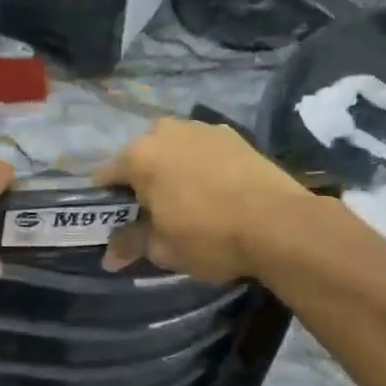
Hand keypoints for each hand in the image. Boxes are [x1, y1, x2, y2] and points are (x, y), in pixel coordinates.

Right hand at [96, 120, 311, 282]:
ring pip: (174, 149)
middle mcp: (166, 132)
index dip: (105, 201)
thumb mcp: (164, 249)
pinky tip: (215, 191)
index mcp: (139, 156)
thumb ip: (131, 244)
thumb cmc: (209, 237)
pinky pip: (203, 150)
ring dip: (172, 169)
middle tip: (153, 213)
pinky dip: (201, 166)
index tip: (114, 222)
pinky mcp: (234, 135)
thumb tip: (109, 257)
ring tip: (187, 201)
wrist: (280, 224)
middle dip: (141, 181)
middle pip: (140, 157)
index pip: (105, 176)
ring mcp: (202, 129)